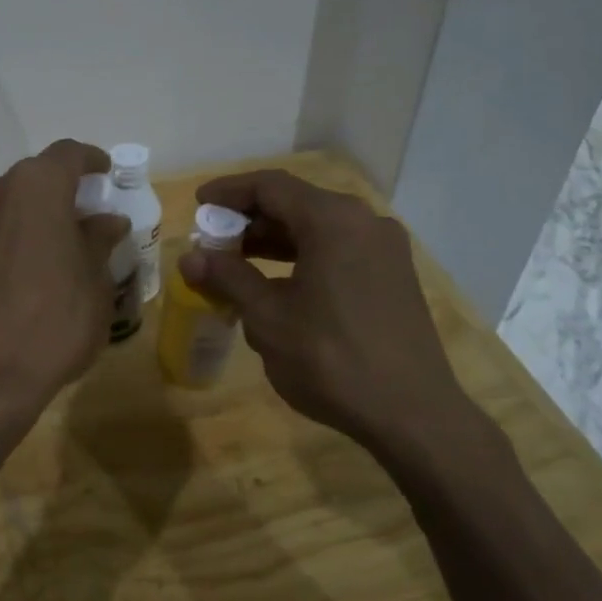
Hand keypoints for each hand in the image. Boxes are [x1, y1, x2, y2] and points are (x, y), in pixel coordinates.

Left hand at [0, 140, 129, 423]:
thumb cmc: (55, 320)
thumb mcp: (95, 281)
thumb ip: (99, 241)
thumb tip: (107, 221)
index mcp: (35, 187)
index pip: (68, 154)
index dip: (91, 160)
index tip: (107, 173)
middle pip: (37, 177)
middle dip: (66, 190)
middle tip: (93, 214)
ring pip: (14, 202)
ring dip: (41, 213)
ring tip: (69, 242)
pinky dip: (20, 233)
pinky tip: (40, 263)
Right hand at [179, 171, 498, 474]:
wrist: (412, 414)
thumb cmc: (331, 359)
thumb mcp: (268, 317)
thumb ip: (227, 278)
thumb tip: (189, 258)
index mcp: (333, 220)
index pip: (270, 186)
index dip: (229, 192)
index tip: (198, 204)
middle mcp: (364, 222)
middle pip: (296, 203)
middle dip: (250, 218)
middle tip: (213, 239)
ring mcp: (384, 248)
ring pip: (318, 228)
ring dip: (275, 239)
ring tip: (237, 262)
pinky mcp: (393, 275)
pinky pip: (339, 249)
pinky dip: (303, 256)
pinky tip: (279, 284)